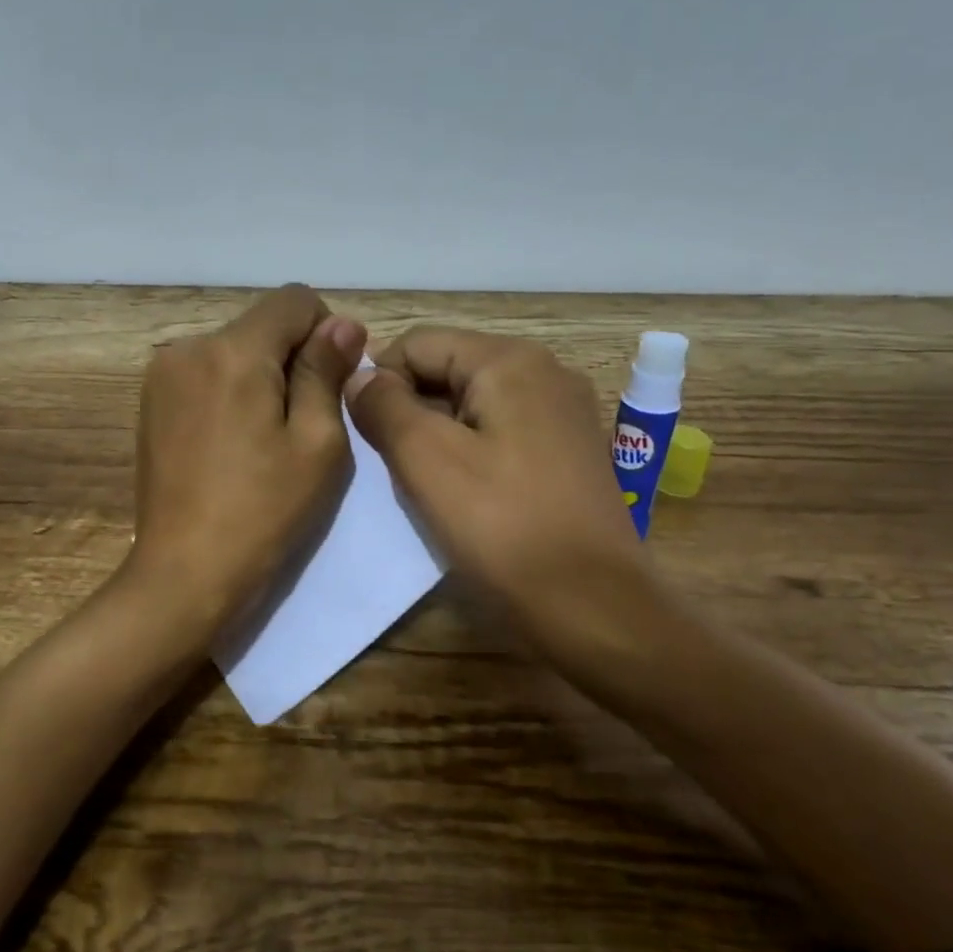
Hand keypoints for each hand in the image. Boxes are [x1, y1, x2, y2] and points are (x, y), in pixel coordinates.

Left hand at [127, 285, 366, 637]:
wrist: (186, 571)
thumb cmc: (264, 512)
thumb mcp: (317, 443)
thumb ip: (326, 372)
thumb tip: (341, 323)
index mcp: (233, 351)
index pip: (294, 300)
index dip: (325, 332)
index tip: (331, 384)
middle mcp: (188, 347)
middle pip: (260, 324)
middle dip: (290, 358)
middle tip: (301, 424)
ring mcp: (161, 374)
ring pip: (232, 349)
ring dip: (259, 376)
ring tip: (263, 440)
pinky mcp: (150, 402)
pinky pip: (205, 374)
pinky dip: (229, 392)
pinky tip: (232, 444)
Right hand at [344, 327, 659, 671]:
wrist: (593, 608)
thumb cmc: (502, 528)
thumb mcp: (426, 460)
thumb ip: (384, 406)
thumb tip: (359, 377)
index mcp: (511, 361)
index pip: (419, 343)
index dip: (379, 381)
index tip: (363, 435)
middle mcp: (546, 372)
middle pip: (449, 369)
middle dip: (410, 410)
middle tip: (393, 466)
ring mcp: (564, 413)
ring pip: (473, 404)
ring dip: (437, 434)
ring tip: (425, 484)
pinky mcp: (570, 452)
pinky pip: (502, 432)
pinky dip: (470, 452)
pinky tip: (464, 494)